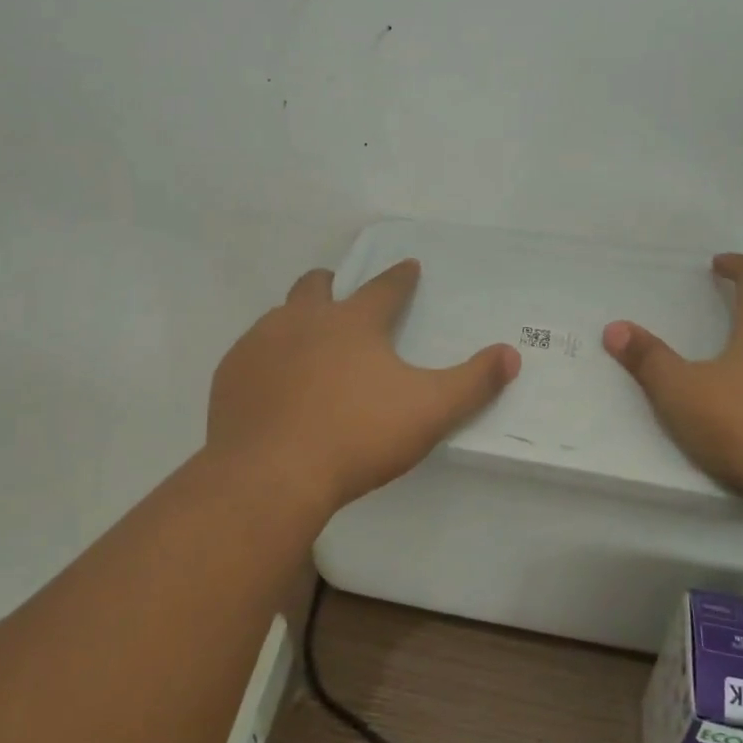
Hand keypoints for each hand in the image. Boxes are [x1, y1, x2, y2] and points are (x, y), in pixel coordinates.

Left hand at [208, 260, 519, 514]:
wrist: (271, 475)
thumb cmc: (357, 436)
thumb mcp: (429, 410)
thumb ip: (473, 382)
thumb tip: (511, 354)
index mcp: (354, 322)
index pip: (385, 288)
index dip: (401, 277)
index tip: (409, 267)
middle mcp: (303, 320)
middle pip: (317, 286)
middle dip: (333, 285)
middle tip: (344, 297)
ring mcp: (260, 345)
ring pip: (279, 316)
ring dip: (297, 321)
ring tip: (309, 347)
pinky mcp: (231, 376)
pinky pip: (251, 353)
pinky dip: (268, 359)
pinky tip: (273, 386)